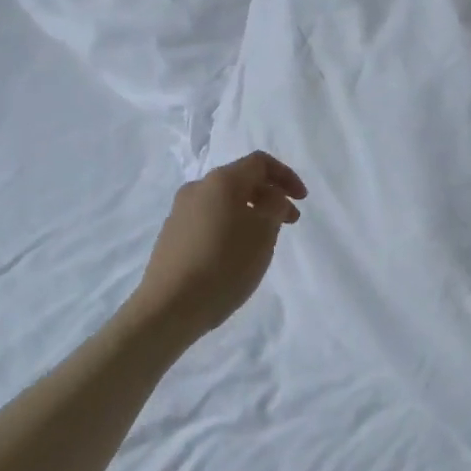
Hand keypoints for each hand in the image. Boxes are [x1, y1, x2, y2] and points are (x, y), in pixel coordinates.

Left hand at [131, 152, 307, 334]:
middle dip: (270, 196)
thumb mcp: (264, 234)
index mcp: (221, 181)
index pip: (260, 163)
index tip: (301, 200)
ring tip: (264, 240)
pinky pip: (209, 219)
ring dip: (250, 212)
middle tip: (290, 221)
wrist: (168, 307)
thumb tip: (270, 201)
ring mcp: (180, 212)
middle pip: (241, 180)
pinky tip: (236, 252)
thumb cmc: (224, 264)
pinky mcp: (171, 235)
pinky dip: (230, 225)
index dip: (286, 176)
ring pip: (224, 201)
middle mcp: (198, 188)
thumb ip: (275, 209)